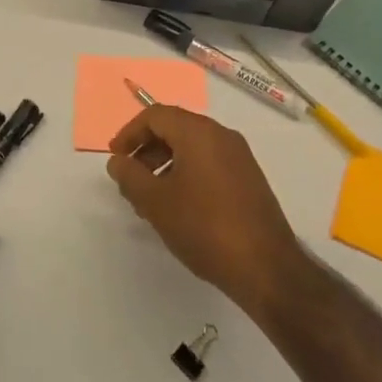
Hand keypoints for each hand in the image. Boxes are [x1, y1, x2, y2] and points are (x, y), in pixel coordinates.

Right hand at [106, 106, 306, 316]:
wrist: (265, 267)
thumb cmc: (204, 227)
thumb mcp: (156, 202)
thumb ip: (130, 176)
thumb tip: (118, 161)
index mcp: (199, 132)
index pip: (156, 115)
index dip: (130, 133)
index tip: (115, 158)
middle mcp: (221, 135)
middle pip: (175, 128)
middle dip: (147, 150)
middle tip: (130, 180)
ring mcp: (239, 157)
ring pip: (192, 148)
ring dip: (165, 165)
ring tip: (150, 200)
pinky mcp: (249, 179)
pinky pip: (209, 163)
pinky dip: (187, 174)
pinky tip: (178, 208)